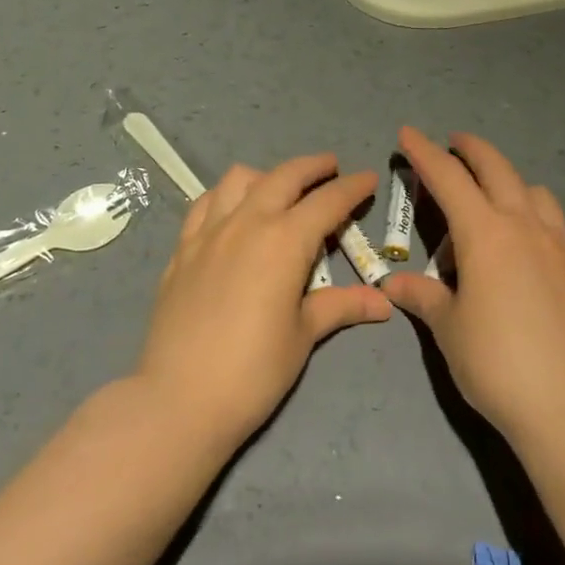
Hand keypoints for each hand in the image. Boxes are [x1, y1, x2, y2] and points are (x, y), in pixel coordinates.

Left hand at [135, 154, 392, 453]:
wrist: (180, 397)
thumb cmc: (253, 370)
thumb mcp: (303, 336)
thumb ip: (340, 306)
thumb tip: (383, 301)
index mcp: (284, 241)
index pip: (327, 202)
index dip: (352, 187)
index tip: (368, 178)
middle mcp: (247, 222)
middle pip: (284, 176)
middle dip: (312, 167)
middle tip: (331, 168)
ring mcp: (209, 232)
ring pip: (239, 179)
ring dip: (267, 176)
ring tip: (280, 190)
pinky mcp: (183, 248)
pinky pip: (205, 204)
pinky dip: (225, 196)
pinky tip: (231, 212)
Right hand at [383, 127, 564, 445]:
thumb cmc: (499, 364)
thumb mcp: (449, 329)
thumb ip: (422, 297)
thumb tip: (393, 283)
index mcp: (485, 233)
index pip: (449, 178)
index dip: (425, 152)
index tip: (407, 133)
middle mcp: (524, 226)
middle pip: (497, 168)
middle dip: (471, 149)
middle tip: (453, 142)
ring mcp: (558, 246)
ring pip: (534, 191)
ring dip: (508, 180)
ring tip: (491, 198)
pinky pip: (553, 223)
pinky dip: (532, 214)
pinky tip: (524, 245)